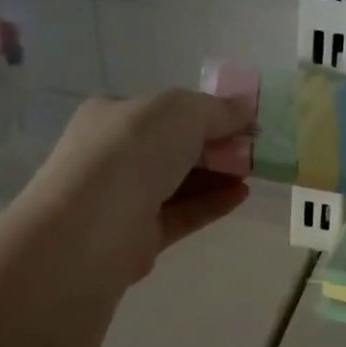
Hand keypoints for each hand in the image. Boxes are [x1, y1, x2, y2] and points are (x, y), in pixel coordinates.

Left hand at [10, 90, 251, 287]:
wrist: (90, 229)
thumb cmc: (130, 153)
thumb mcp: (179, 112)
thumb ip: (216, 110)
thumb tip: (247, 109)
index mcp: (113, 115)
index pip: (165, 110)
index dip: (206, 113)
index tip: (244, 120)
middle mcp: (116, 155)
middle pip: (175, 147)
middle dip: (215, 146)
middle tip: (254, 149)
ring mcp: (127, 198)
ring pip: (180, 183)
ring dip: (218, 175)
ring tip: (255, 172)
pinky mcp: (141, 236)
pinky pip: (183, 214)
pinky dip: (212, 204)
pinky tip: (241, 195)